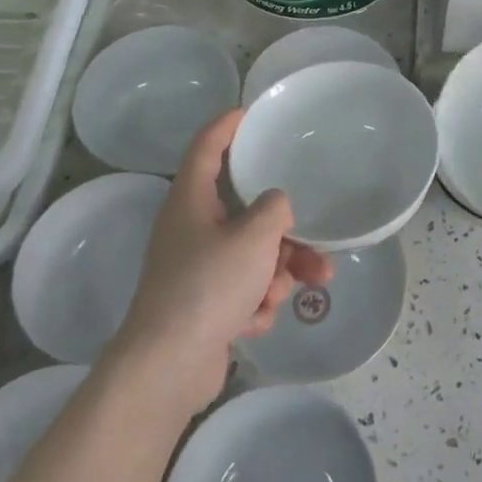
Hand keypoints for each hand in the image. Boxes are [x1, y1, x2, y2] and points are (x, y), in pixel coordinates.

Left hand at [110, 110, 331, 412]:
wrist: (168, 368)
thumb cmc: (208, 286)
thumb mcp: (254, 237)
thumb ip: (275, 209)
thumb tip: (276, 207)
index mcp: (191, 200)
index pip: (206, 147)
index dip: (225, 126)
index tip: (247, 112)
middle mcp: (190, 228)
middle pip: (245, 213)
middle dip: (283, 234)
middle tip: (313, 245)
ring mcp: (195, 268)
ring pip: (251, 255)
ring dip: (276, 273)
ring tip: (286, 294)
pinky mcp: (203, 304)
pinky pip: (242, 288)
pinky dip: (254, 302)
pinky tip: (254, 321)